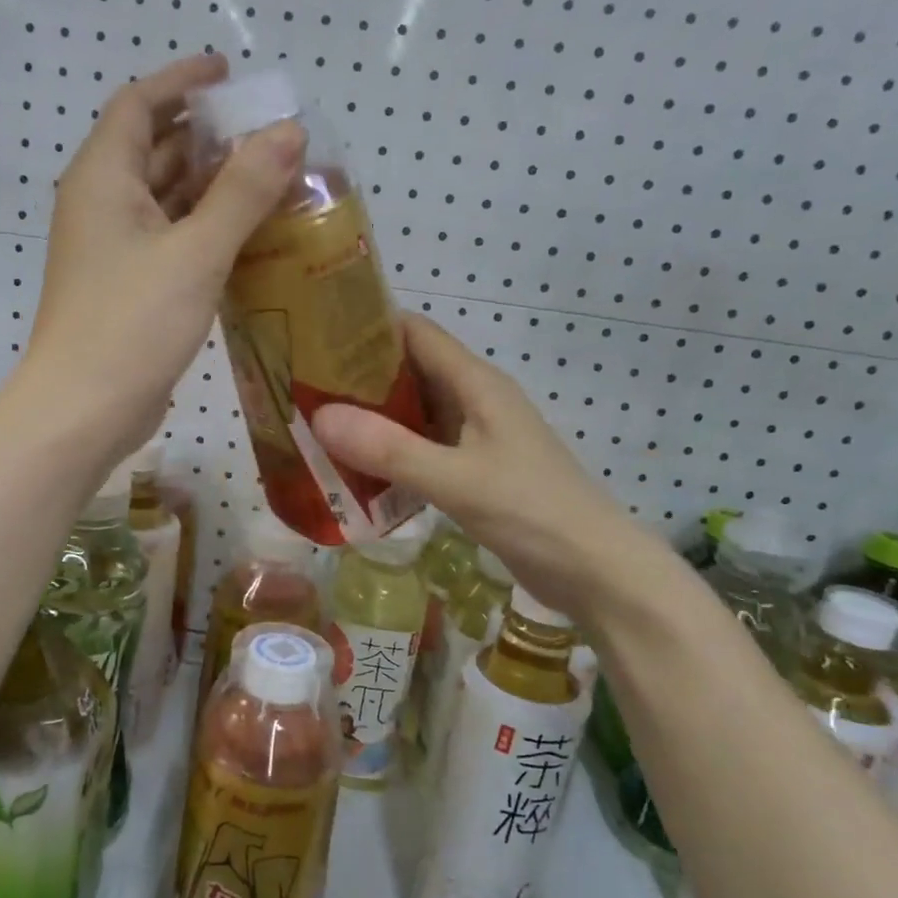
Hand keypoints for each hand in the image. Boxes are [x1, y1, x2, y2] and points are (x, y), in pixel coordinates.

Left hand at [15, 53, 304, 466]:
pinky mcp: (127, 286)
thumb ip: (243, 191)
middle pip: (153, 149)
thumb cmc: (132, 324)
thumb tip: (288, 132)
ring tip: (271, 180)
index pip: (139, 103)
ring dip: (211, 186)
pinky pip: (169, 239)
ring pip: (164, 198)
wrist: (83, 411)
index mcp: (103, 178)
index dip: (182, 80)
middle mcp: (102, 204)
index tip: (229, 73)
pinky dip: (205, 229)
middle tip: (267, 135)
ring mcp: (112, 249)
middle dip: (207, 136)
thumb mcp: (196, 252)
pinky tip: (249, 237)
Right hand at [312, 315, 676, 614]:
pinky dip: (389, 452)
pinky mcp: (474, 469)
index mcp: (476, 384)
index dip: (367, 326)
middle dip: (358, 375)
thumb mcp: (457, 480)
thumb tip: (318, 415)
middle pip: (409, 370)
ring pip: (413, 411)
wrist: (595, 571)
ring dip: (371, 416)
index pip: (415, 333)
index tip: (315, 335)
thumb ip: (390, 449)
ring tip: (316, 424)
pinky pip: (421, 447)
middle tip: (301, 386)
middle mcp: (474, 400)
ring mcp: (475, 436)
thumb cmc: (533, 513)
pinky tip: (355, 469)